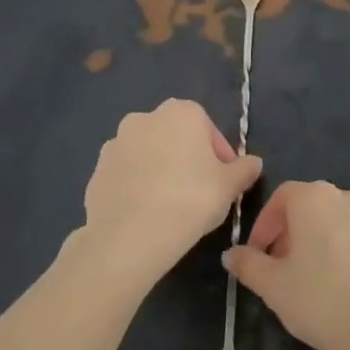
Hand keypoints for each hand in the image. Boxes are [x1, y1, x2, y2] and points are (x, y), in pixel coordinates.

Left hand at [76, 99, 261, 286]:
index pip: (207, 126)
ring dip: (160, 170)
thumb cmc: (191, 200)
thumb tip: (253, 163)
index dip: (219, 153)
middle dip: (187, 157)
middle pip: (175, 136)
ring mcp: (115, 144)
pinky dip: (138, 186)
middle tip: (200, 189)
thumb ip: (245, 169)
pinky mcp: (96, 172)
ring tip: (172, 204)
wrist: (131, 236)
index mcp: (180, 113)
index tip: (223, 178)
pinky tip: (148, 213)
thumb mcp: (231, 186)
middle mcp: (144, 118)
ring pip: (148, 154)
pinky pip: (126, 175)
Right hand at [223, 181, 349, 349]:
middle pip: (316, 208)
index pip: (283, 197)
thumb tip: (232, 254)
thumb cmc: (324, 303)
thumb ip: (250, 265)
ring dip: (331, 242)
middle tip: (288, 271)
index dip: (266, 224)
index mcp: (317, 199)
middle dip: (298, 234)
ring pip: (347, 223)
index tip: (260, 255)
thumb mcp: (275, 288)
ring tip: (324, 280)